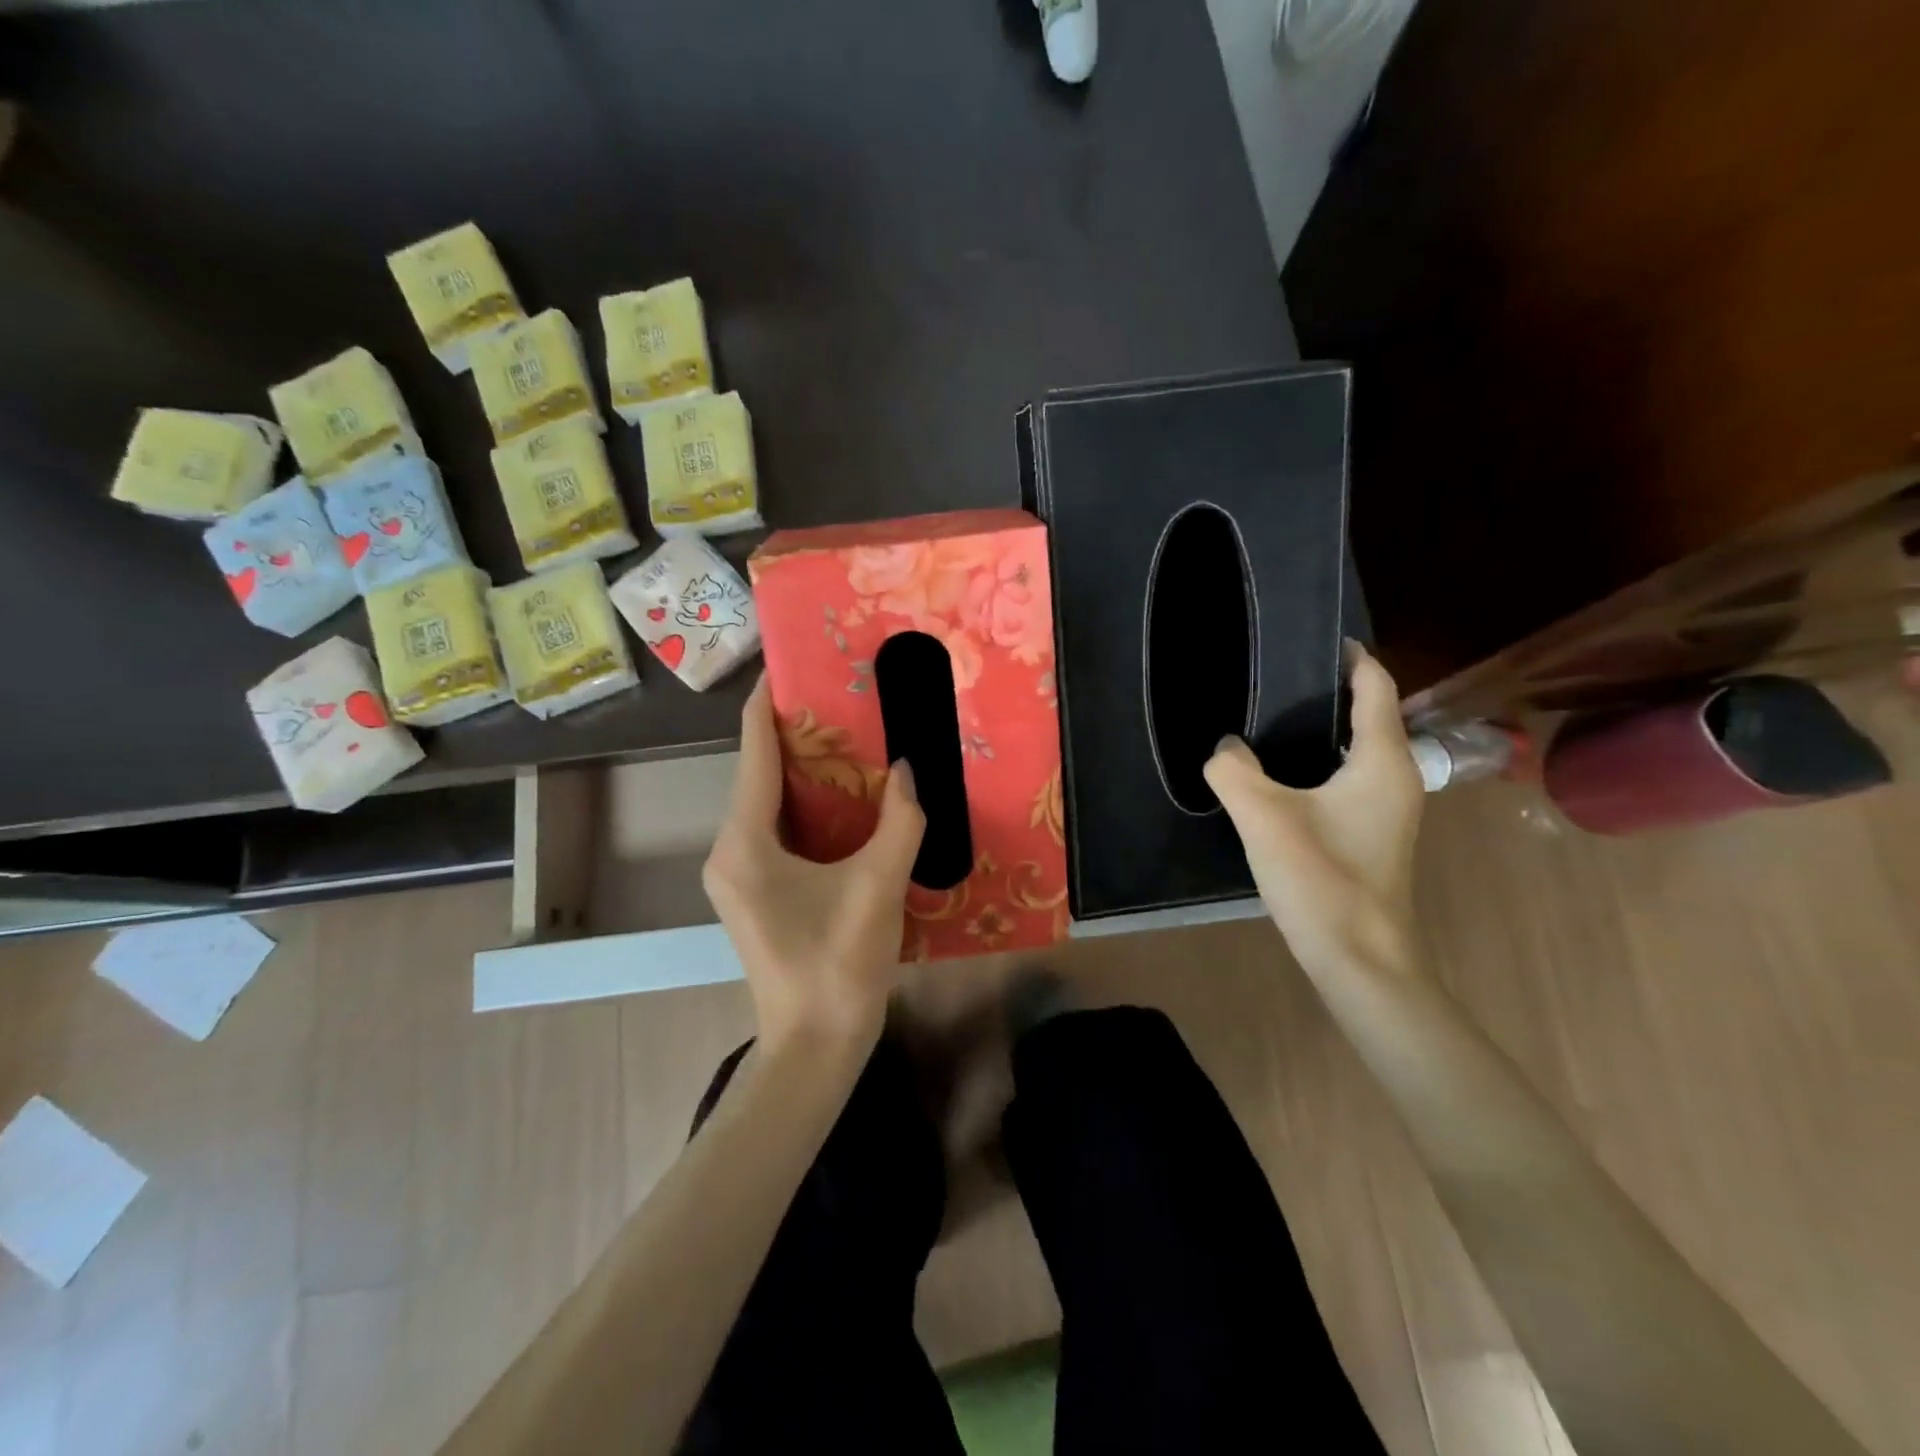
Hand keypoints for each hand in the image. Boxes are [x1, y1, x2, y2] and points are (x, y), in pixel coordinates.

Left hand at [703, 676, 925, 1050]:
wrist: (814, 1047)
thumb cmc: (838, 966)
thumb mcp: (877, 887)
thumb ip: (899, 822)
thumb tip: (910, 769)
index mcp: (745, 842)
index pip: (753, 752)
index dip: (767, 704)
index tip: (788, 662)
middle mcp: (729, 850)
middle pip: (758, 773)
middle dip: (795, 732)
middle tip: (840, 695)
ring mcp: (738, 873)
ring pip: (768, 802)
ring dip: (804, 769)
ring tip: (847, 733)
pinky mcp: (756, 890)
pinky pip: (777, 828)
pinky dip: (807, 804)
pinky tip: (845, 795)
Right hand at [1204, 644, 1424, 979]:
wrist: (1359, 959)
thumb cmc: (1322, 879)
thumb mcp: (1264, 816)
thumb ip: (1233, 770)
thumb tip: (1225, 747)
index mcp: (1382, 760)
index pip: (1375, 686)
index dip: (1349, 656)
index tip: (1310, 637)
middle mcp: (1395, 776)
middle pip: (1367, 713)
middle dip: (1326, 689)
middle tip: (1272, 675)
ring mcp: (1387, 809)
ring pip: (1356, 748)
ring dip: (1321, 728)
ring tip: (1269, 716)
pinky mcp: (1371, 833)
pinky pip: (1346, 777)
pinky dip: (1319, 762)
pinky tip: (1278, 774)